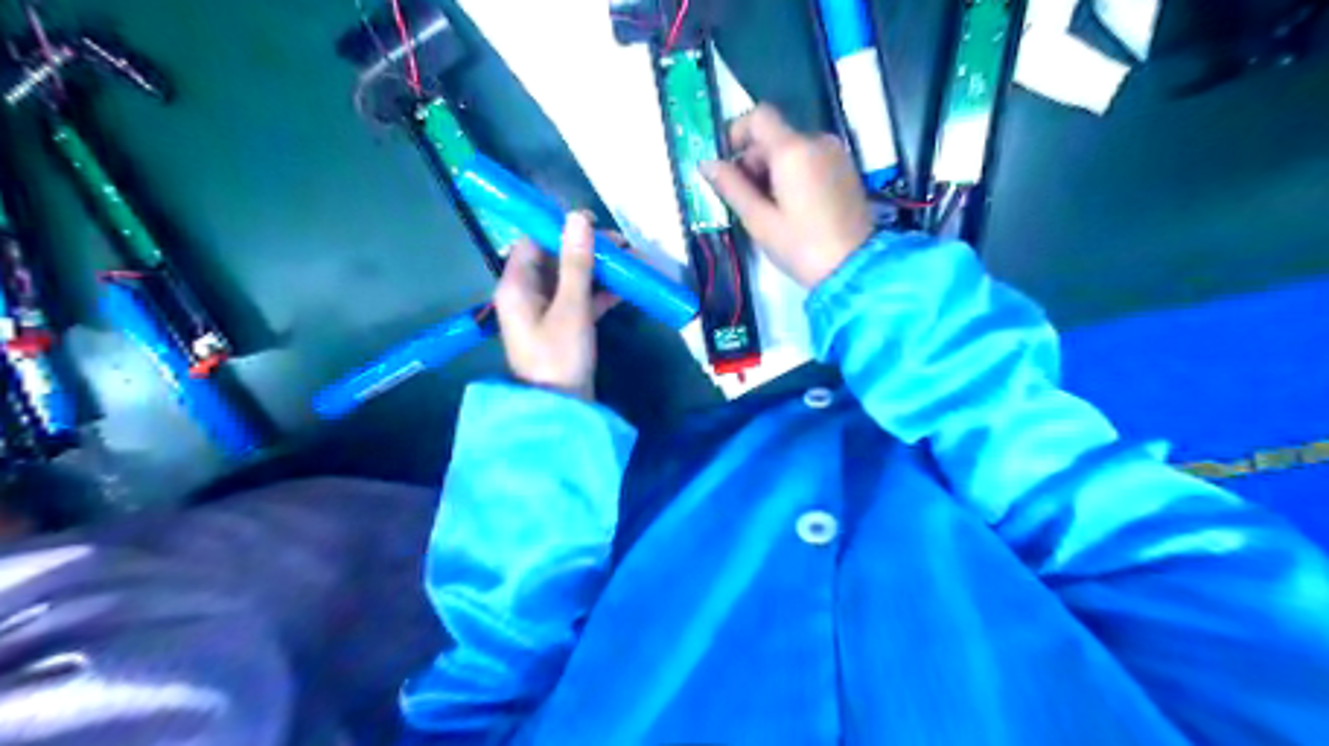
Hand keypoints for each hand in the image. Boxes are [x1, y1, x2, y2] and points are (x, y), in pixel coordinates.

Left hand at [495, 213, 619, 401]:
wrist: (561, 409)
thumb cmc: (560, 357)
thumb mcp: (571, 308)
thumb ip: (576, 263)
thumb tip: (578, 217)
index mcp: (516, 285)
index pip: (533, 241)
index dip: (560, 227)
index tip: (593, 223)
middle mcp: (526, 294)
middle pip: (555, 258)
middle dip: (588, 249)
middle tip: (622, 245)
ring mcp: (545, 311)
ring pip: (571, 279)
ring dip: (599, 270)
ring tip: (632, 262)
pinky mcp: (562, 327)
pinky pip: (580, 300)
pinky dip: (600, 292)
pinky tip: (627, 287)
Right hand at [701, 101, 880, 286]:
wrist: (854, 268)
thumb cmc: (802, 246)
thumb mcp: (759, 221)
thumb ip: (731, 187)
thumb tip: (707, 164)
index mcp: (793, 150)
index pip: (759, 116)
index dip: (735, 132)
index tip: (724, 162)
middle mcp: (817, 141)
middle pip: (775, 135)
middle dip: (753, 159)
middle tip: (743, 197)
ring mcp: (836, 154)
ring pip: (792, 148)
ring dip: (772, 169)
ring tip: (766, 207)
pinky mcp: (846, 169)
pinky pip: (810, 159)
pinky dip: (793, 173)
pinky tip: (789, 206)